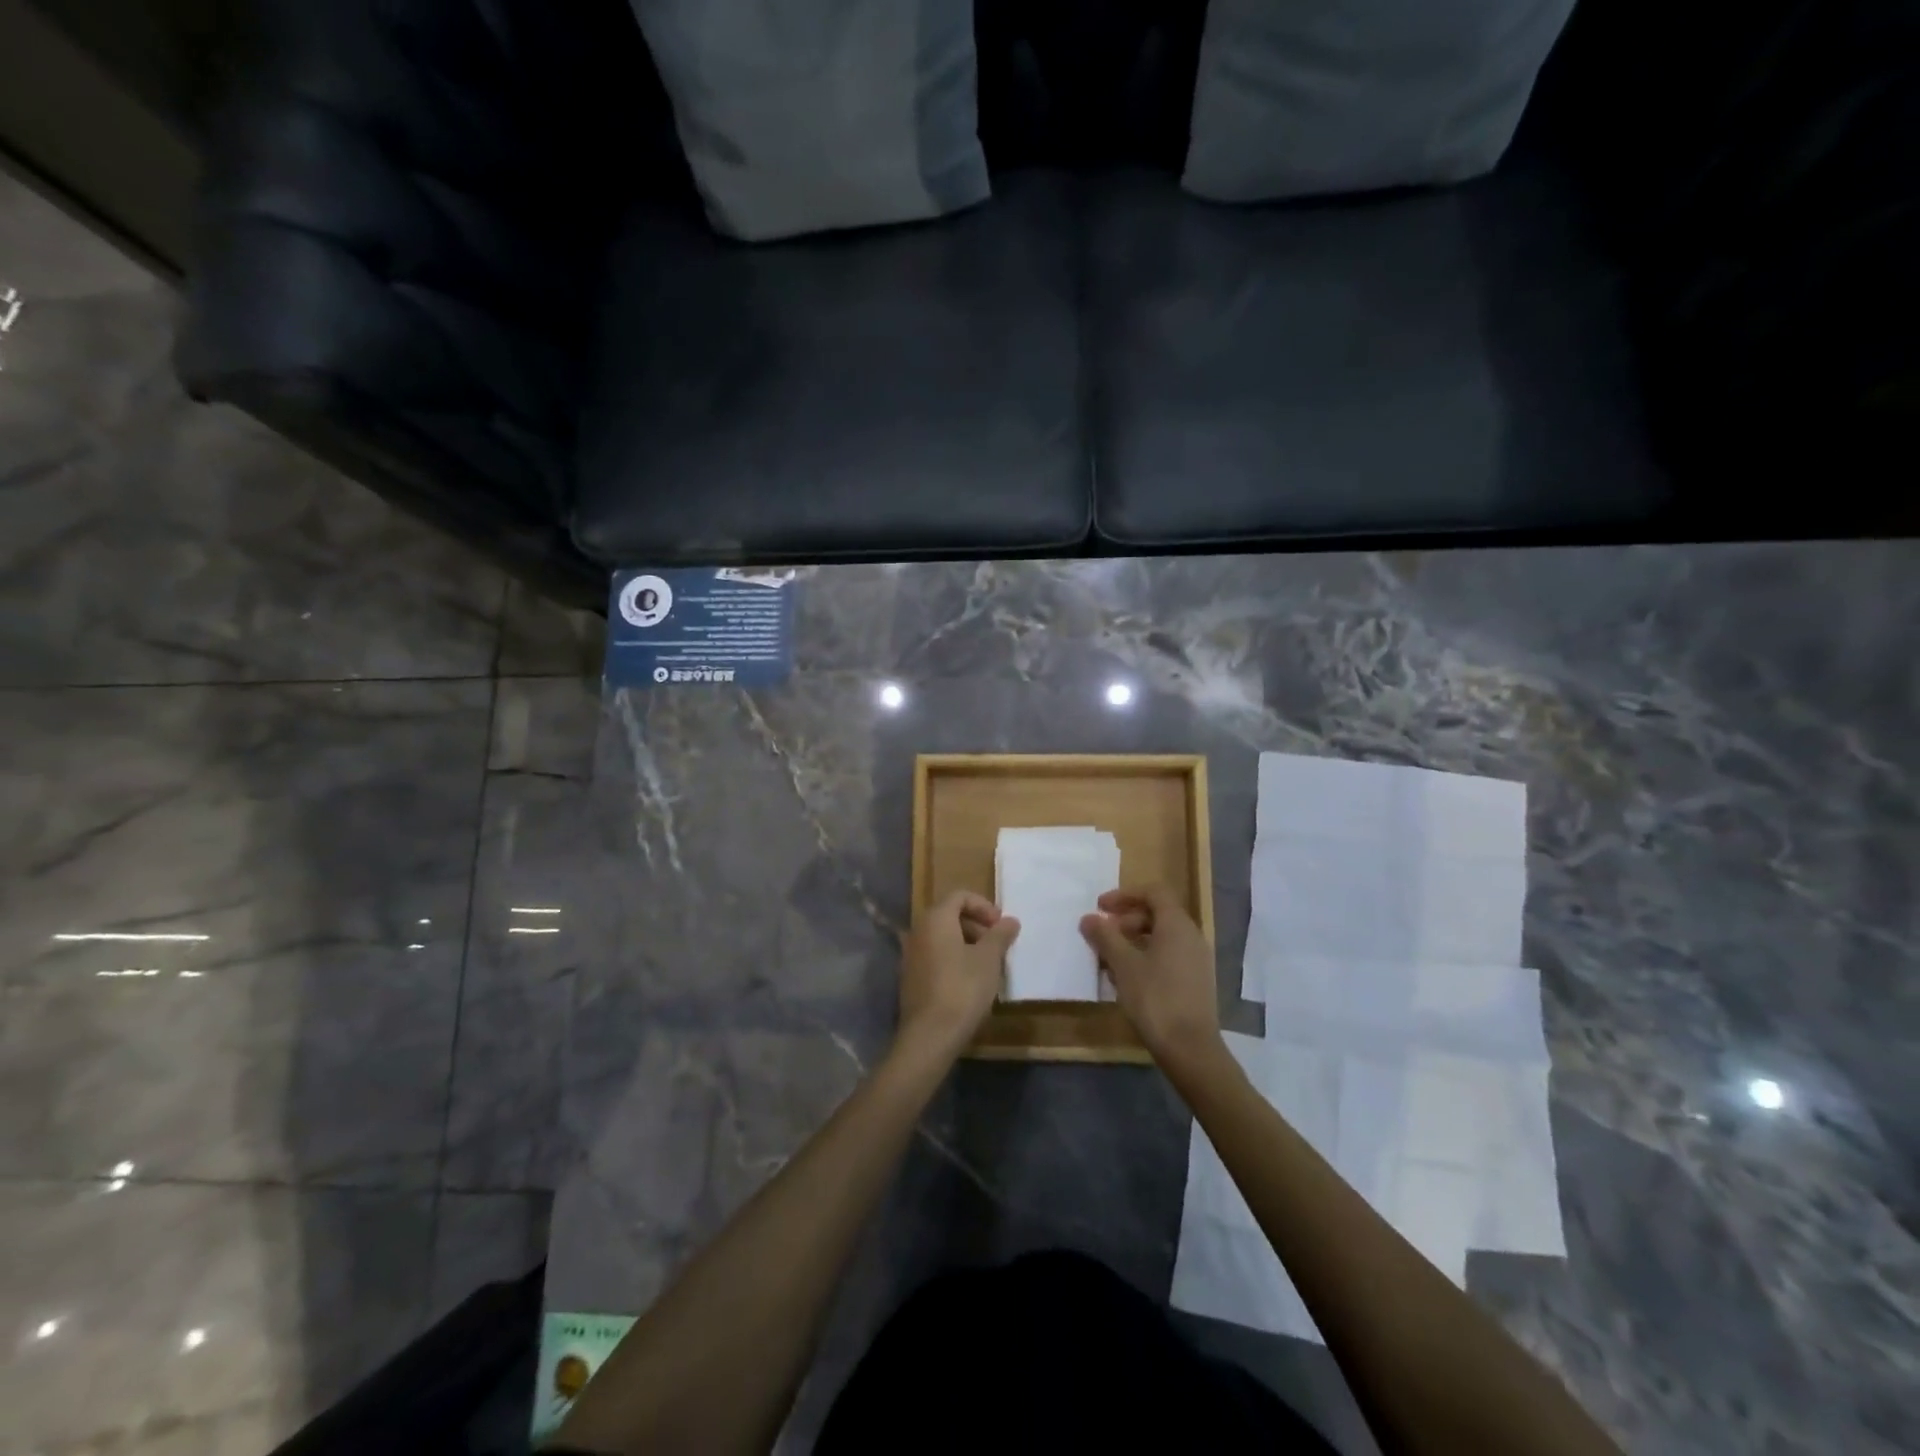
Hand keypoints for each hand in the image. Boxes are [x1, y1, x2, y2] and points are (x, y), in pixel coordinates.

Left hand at [898, 891, 1020, 1058]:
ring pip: (942, 937)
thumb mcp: (989, 959)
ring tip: (987, 964)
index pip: (959, 896)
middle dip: (976, 925)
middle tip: (997, 944)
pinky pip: (934, 956)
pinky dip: (953, 958)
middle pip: (949, 915)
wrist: (930, 1035)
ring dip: (966, 943)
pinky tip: (970, 981)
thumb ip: (1000, 935)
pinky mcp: (910, 977)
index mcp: (935, 919)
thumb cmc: (963, 988)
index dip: (983, 906)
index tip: (1000, 925)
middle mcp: (918, 931)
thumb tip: (1010, 920)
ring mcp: (911, 955)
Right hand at [1080, 886, 1220, 1066]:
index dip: (1124, 895)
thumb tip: (1089, 918)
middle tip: (1102, 935)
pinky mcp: (1196, 981)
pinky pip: (1168, 956)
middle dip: (1126, 920)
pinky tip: (1126, 980)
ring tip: (1109, 960)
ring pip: (1161, 937)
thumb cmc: (1155, 998)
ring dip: (1133, 941)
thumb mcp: (1123, 965)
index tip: (1100, 907)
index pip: (1153, 892)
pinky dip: (1146, 958)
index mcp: (1176, 924)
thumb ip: (1105, 937)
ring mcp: (1197, 960)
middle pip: (1157, 913)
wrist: (1191, 1049)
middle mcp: (1191, 936)